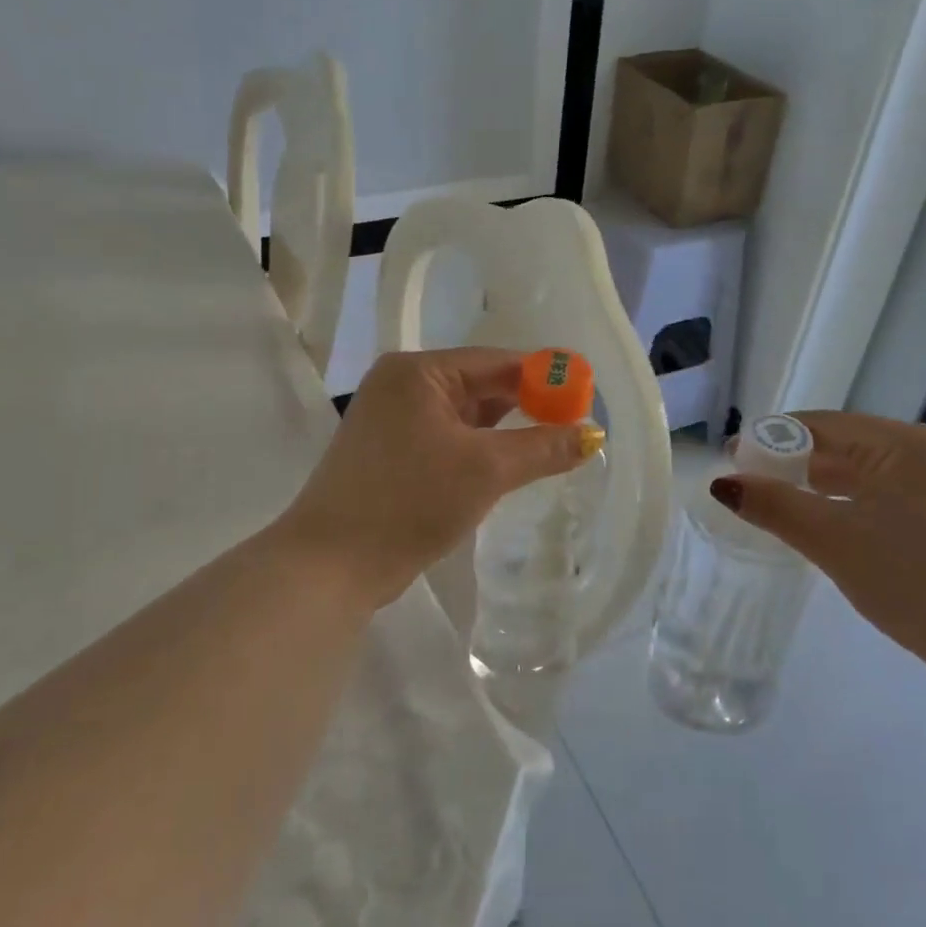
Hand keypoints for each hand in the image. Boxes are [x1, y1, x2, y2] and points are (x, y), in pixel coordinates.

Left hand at [276, 348, 598, 612]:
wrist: (331, 565)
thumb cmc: (411, 501)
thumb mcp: (486, 470)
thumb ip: (543, 447)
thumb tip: (594, 435)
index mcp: (418, 371)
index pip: (497, 361)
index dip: (545, 378)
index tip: (585, 399)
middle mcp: (401, 385)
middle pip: (480, 384)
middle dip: (526, 405)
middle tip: (573, 425)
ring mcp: (390, 419)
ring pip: (464, 415)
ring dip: (503, 430)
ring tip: (549, 445)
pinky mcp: (389, 452)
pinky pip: (446, 437)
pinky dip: (478, 448)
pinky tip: (506, 464)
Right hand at [710, 412, 925, 691]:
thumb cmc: (917, 578)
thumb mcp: (835, 539)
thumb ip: (776, 506)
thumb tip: (723, 484)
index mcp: (904, 444)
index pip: (821, 424)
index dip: (771, 439)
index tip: (731, 460)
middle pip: (842, 447)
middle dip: (792, 464)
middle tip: (748, 488)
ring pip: (862, 477)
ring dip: (817, 489)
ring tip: (775, 508)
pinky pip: (881, 500)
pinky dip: (846, 508)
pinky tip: (822, 529)